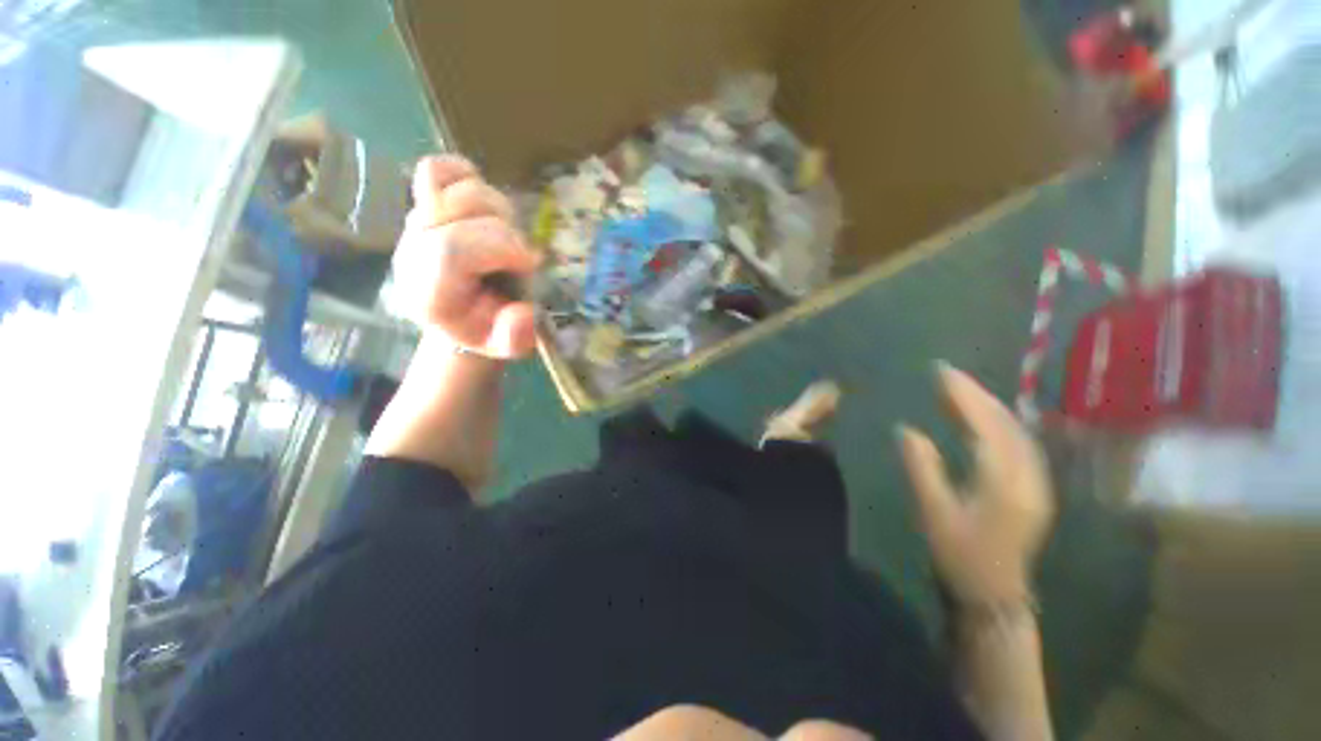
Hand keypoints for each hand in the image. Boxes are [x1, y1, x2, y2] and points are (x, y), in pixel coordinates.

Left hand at [393, 156, 540, 358]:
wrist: (459, 315)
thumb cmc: (485, 329)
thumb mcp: (505, 346)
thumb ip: (516, 337)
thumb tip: (526, 314)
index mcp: (429, 292)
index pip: (452, 249)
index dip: (501, 248)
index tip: (532, 263)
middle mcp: (414, 251)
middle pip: (461, 212)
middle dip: (506, 233)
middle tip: (520, 260)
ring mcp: (416, 223)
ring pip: (458, 189)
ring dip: (497, 211)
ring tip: (506, 239)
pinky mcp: (423, 202)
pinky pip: (438, 170)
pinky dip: (467, 178)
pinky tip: (484, 210)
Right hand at [898, 363, 1055, 606]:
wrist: (995, 593)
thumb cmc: (960, 554)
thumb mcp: (933, 512)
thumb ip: (921, 467)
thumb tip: (906, 429)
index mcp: (1004, 481)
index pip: (986, 425)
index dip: (964, 395)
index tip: (940, 371)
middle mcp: (1028, 474)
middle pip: (1006, 422)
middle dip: (977, 394)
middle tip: (947, 374)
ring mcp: (1036, 480)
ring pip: (1015, 430)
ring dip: (988, 405)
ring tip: (958, 389)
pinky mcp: (1033, 486)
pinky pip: (1017, 442)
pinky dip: (997, 422)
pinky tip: (981, 418)